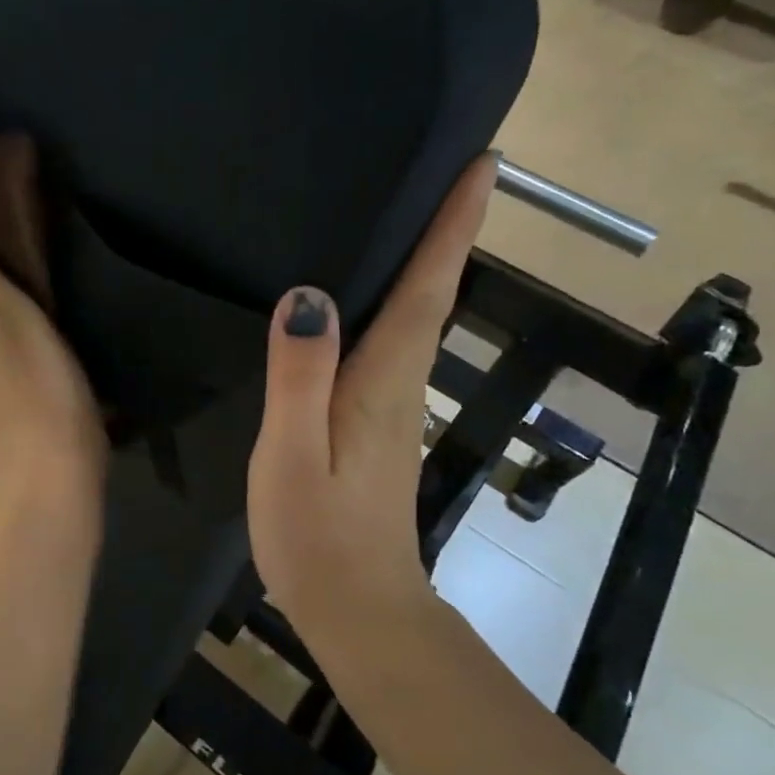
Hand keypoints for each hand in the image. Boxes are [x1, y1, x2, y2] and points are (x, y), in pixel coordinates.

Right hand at [246, 154, 496, 617]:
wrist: (358, 609)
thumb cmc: (318, 536)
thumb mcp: (291, 455)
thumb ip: (299, 376)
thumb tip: (309, 296)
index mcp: (384, 381)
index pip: (427, 288)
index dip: (453, 226)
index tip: (483, 164)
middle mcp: (400, 383)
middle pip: (431, 293)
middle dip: (447, 229)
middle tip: (449, 169)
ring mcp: (392, 406)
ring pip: (416, 317)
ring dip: (426, 261)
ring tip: (410, 211)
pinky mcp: (377, 424)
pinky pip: (392, 343)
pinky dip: (396, 303)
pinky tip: (367, 295)